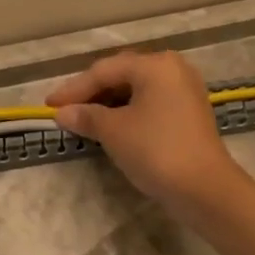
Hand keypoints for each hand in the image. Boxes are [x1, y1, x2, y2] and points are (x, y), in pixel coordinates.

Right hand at [46, 51, 245, 218]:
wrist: (205, 189)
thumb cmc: (155, 150)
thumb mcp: (113, 131)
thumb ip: (86, 116)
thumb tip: (62, 113)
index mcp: (154, 65)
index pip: (104, 71)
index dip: (73, 89)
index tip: (49, 105)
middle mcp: (172, 68)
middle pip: (121, 75)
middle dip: (91, 93)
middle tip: (65, 110)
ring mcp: (185, 90)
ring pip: (136, 89)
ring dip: (108, 103)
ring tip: (84, 119)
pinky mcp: (189, 112)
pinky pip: (150, 102)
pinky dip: (128, 111)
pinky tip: (111, 126)